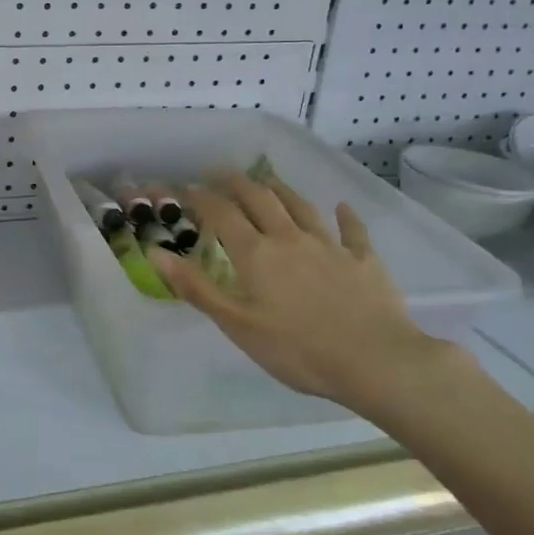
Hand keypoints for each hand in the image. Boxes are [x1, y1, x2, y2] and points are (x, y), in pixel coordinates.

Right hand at [147, 172, 448, 420]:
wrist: (377, 361)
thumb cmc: (298, 350)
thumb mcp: (238, 325)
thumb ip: (197, 287)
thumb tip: (156, 253)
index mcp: (256, 254)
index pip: (223, 214)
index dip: (203, 197)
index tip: (187, 187)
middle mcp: (290, 239)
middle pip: (260, 199)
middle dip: (237, 183)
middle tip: (221, 172)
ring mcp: (330, 246)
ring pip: (301, 207)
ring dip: (281, 189)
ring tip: (267, 180)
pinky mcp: (364, 261)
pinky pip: (353, 231)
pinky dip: (345, 216)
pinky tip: (342, 207)